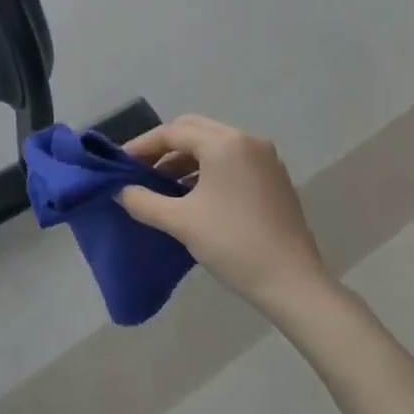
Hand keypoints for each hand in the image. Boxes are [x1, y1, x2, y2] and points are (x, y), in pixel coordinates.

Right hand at [118, 114, 328, 307]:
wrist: (292, 283)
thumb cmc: (233, 244)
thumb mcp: (180, 222)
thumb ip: (143, 201)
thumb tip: (120, 191)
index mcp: (225, 144)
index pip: (173, 132)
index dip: (142, 146)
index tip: (121, 164)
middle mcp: (247, 141)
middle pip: (194, 130)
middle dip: (164, 147)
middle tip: (141, 170)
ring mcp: (265, 159)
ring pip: (214, 146)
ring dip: (185, 159)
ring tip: (162, 186)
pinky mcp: (274, 179)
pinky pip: (232, 161)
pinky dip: (208, 170)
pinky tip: (193, 196)